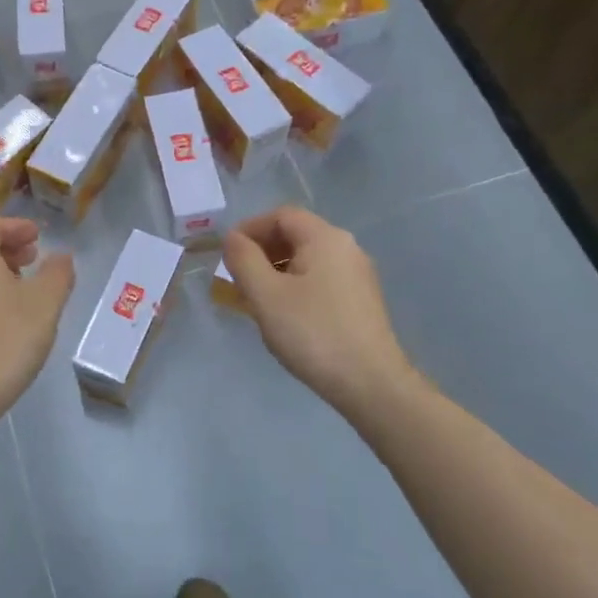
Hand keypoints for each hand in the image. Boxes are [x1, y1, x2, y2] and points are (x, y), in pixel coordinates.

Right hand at [223, 206, 419, 419]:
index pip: (281, 215)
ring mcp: (357, 275)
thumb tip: (232, 238)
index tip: (227, 255)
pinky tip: (283, 315)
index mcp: (325, 238)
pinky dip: (294, 287)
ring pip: (306, 259)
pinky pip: (319, 280)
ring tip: (255, 300)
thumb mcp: (266, 295)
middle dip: (261, 251)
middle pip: (295, 235)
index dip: (249, 229)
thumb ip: (243, 260)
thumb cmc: (313, 333)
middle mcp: (346, 248)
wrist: (370, 383)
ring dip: (275, 271)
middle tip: (237, 279)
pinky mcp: (360, 300)